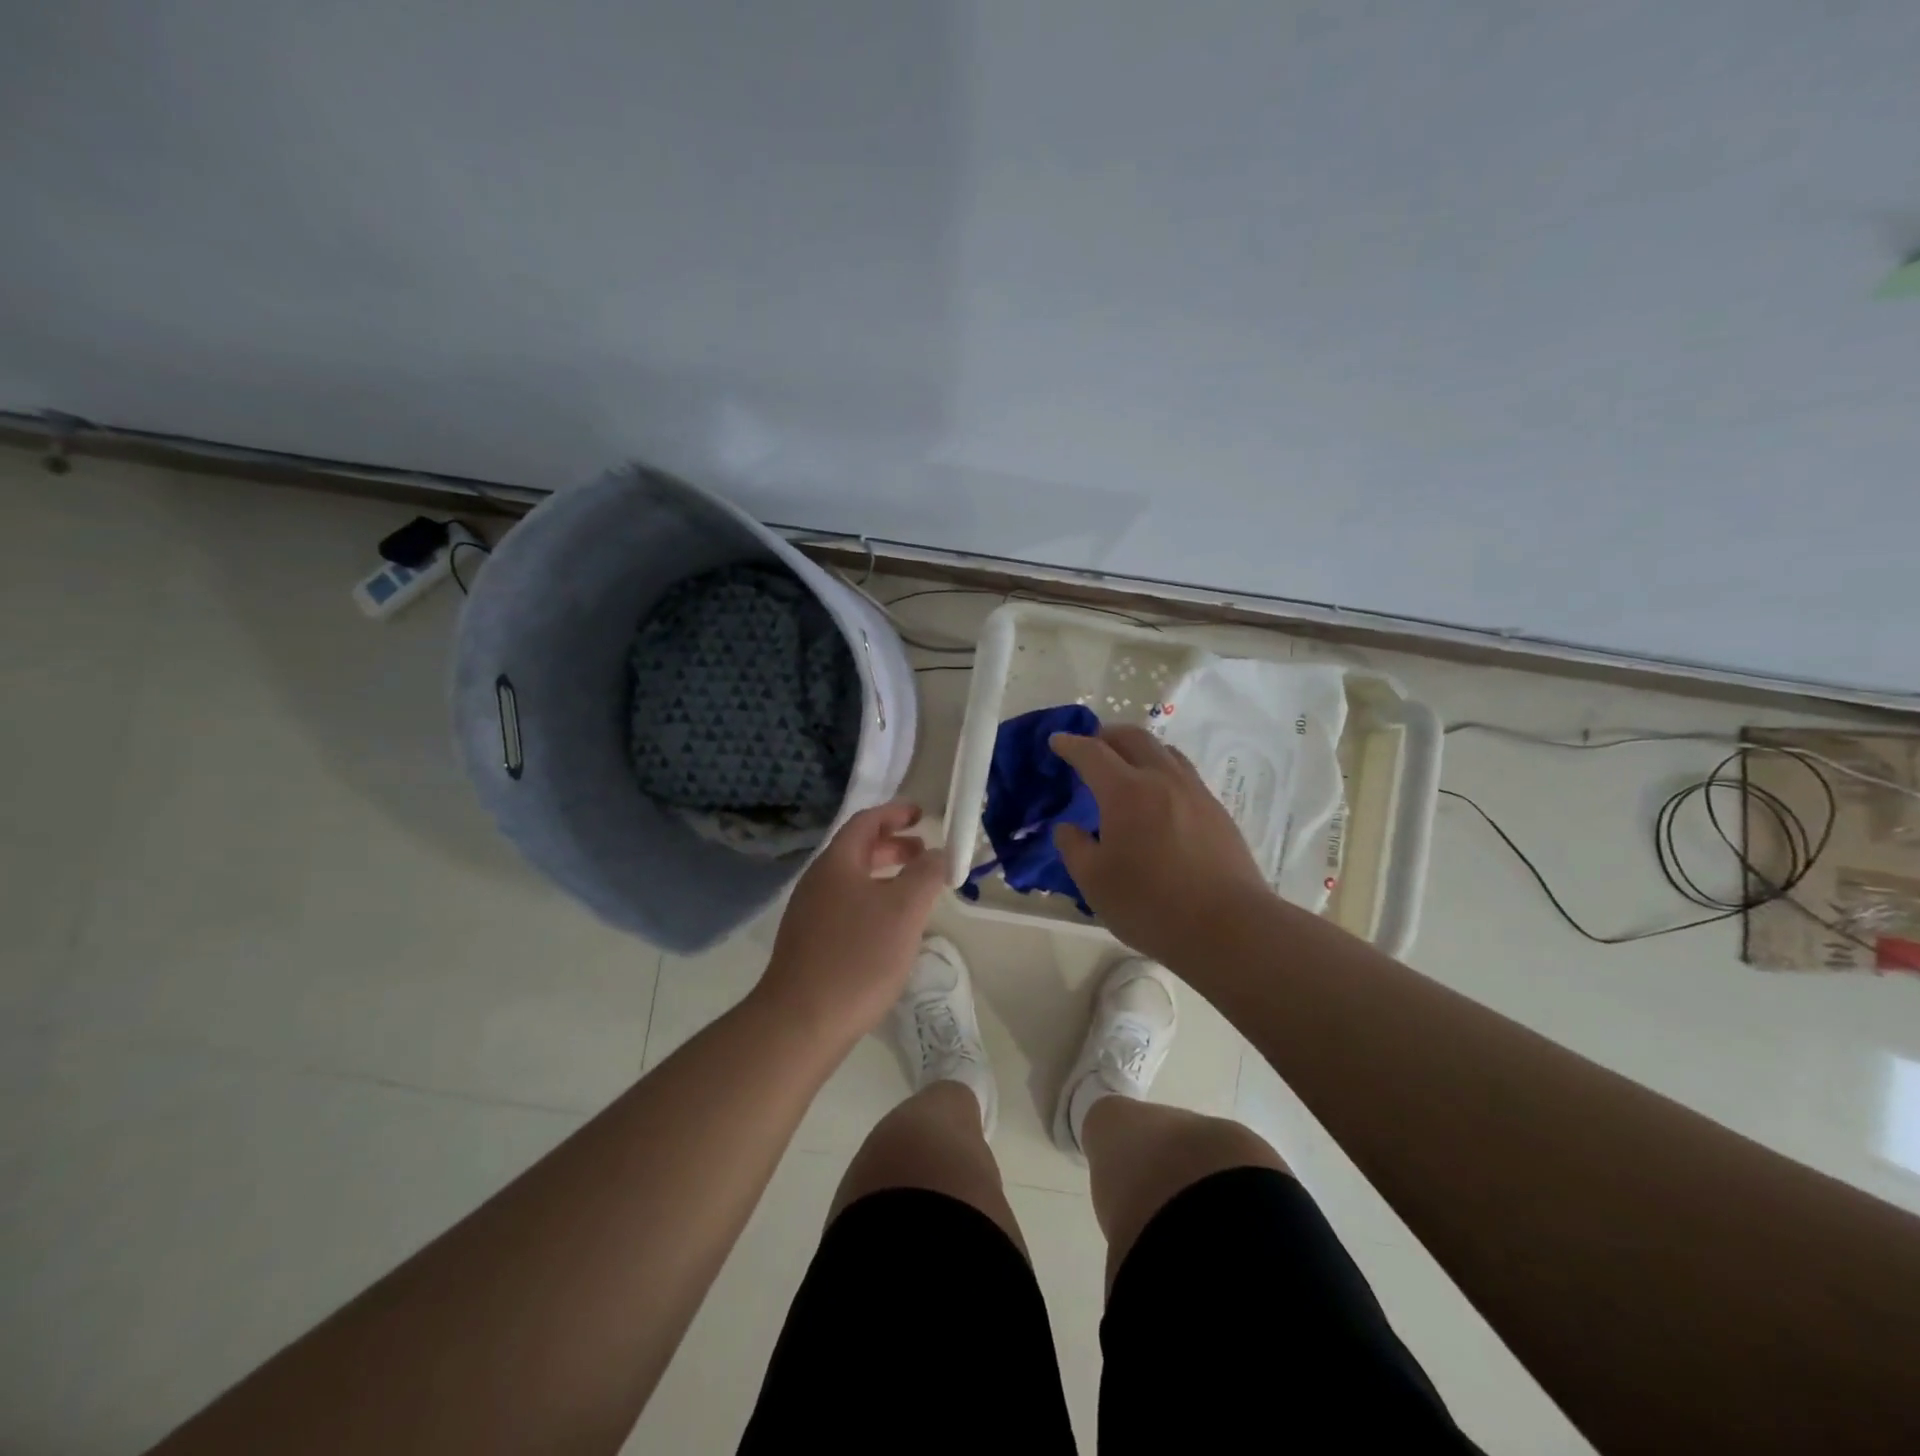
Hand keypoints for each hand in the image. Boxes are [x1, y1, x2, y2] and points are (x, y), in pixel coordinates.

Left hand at [756, 801, 946, 1046]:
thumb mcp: (904, 909)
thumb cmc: (858, 956)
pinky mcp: (809, 943)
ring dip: (885, 876)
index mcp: (837, 863)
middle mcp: (818, 881)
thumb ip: (926, 874)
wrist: (801, 1021)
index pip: (866, 822)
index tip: (921, 814)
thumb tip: (938, 853)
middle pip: (857, 850)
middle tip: (924, 853)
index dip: (895, 813)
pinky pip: (846, 906)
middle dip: (893, 846)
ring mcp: (809, 913)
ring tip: (914, 890)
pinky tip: (890, 928)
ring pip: (852, 880)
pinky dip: (873, 901)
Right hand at [1049, 725, 1272, 965]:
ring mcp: (1195, 792)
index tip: (1057, 741)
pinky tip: (1158, 796)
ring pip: (1164, 751)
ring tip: (1126, 764)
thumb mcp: (1094, 882)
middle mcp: (1162, 779)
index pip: (1092, 753)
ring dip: (1138, 748)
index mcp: (1126, 791)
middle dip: (1107, 735)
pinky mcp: (1216, 811)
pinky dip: (1162, 769)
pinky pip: (1184, 773)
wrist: (1228, 927)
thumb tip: (1068, 827)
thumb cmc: (1151, 905)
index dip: (1070, 744)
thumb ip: (1074, 848)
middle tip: (1091, 745)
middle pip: (1133, 738)